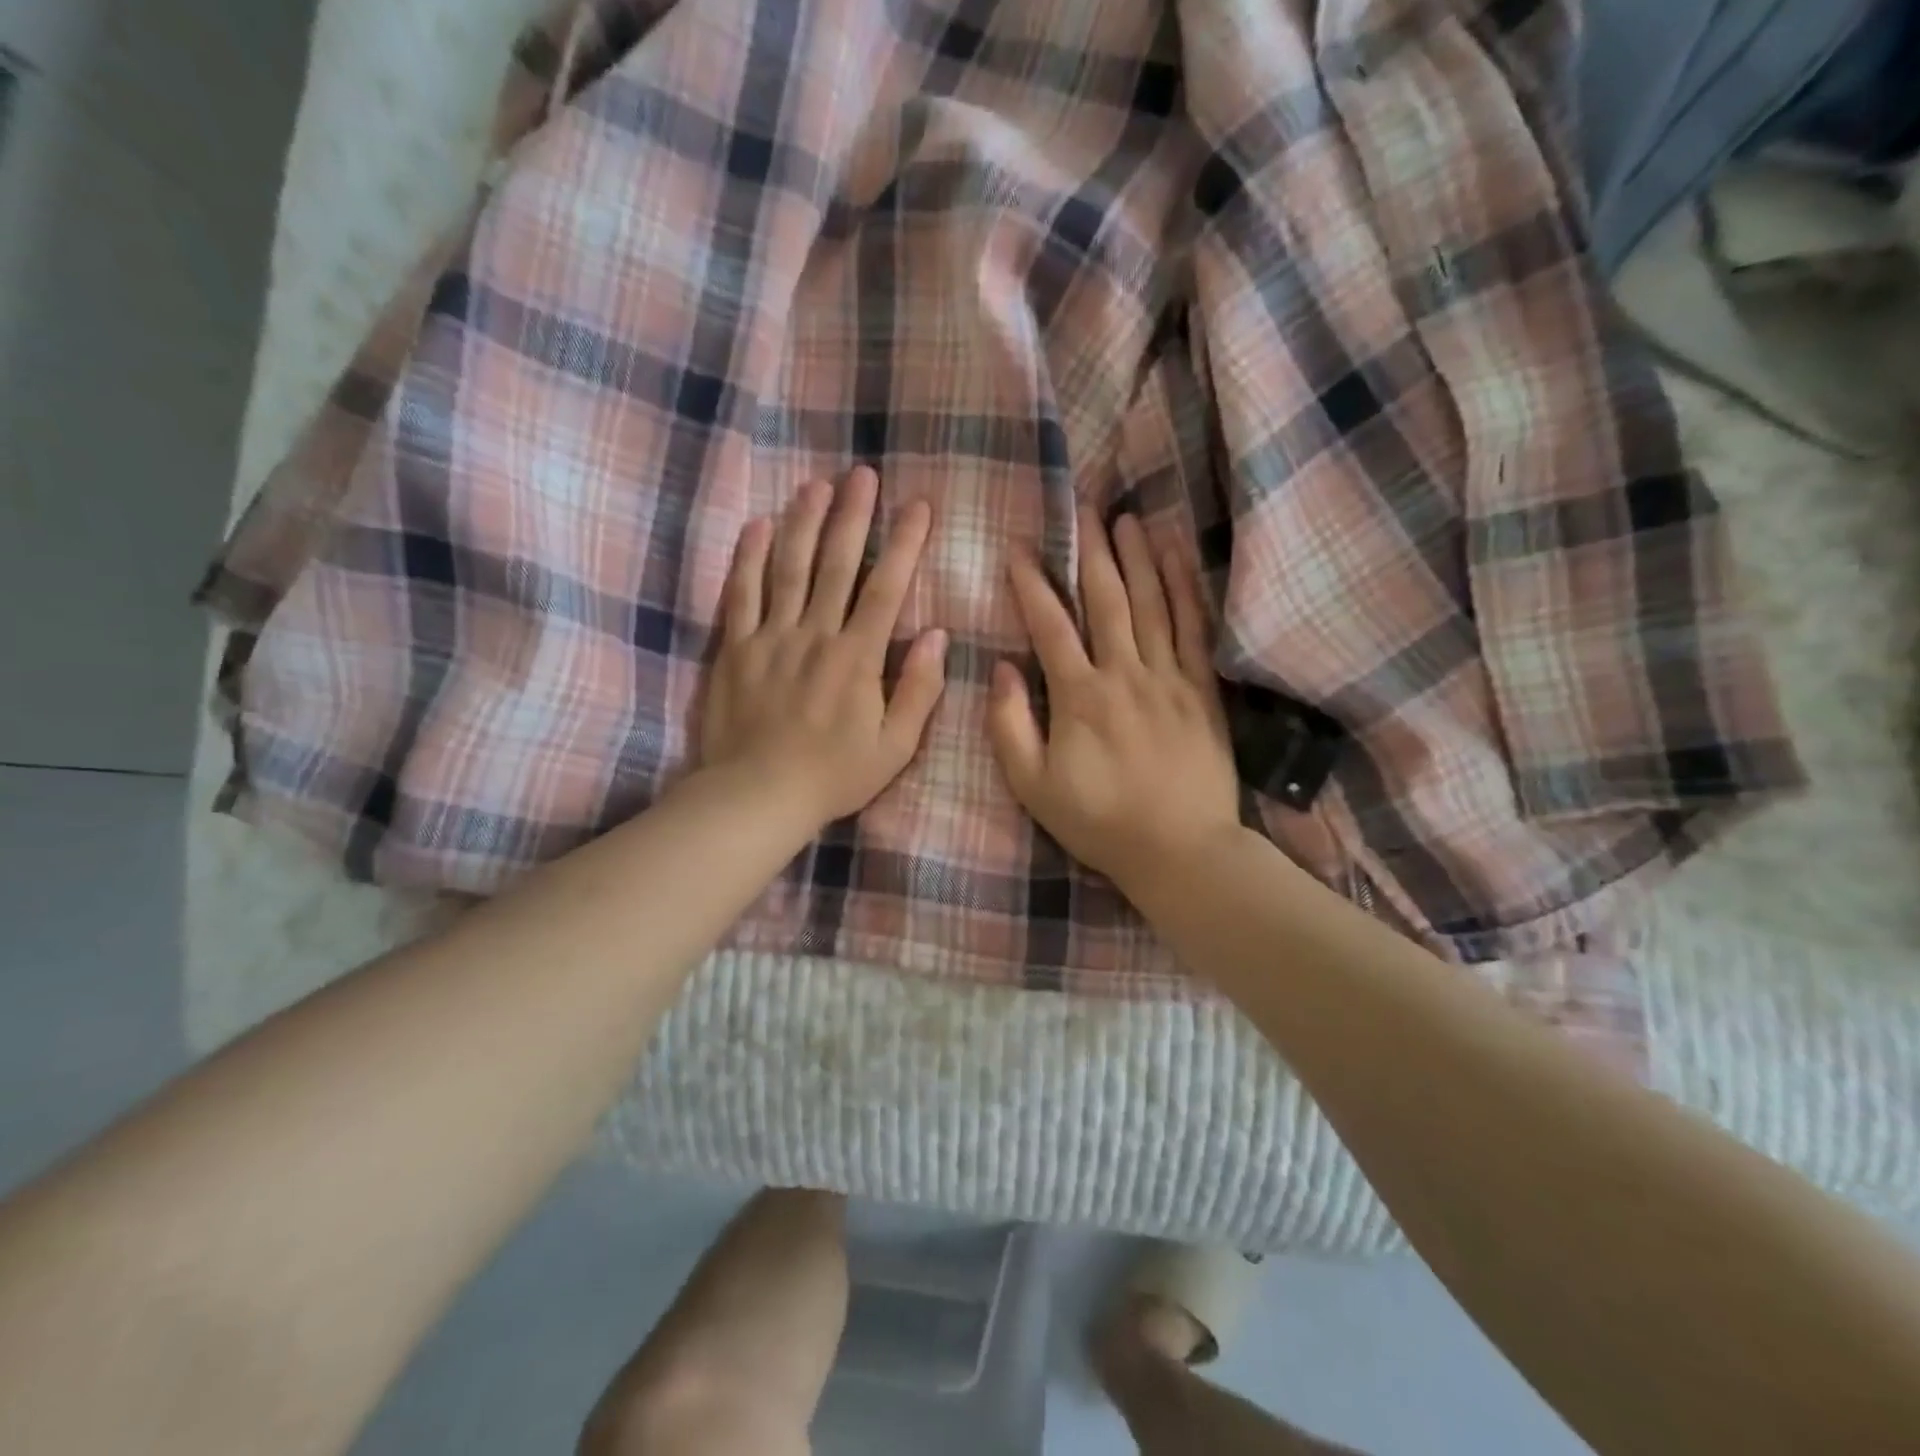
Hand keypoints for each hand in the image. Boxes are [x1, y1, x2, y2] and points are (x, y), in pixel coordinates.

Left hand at [699, 468, 947, 827]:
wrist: (757, 796)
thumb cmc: (833, 776)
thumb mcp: (894, 747)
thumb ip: (919, 690)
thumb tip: (938, 636)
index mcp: (857, 657)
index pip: (886, 588)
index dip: (904, 543)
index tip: (918, 506)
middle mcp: (815, 635)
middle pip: (835, 564)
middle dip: (852, 516)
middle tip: (861, 474)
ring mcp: (770, 637)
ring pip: (788, 568)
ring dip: (803, 522)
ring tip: (815, 484)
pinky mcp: (734, 649)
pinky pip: (740, 594)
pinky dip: (749, 558)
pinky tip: (757, 525)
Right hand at [988, 509, 1239, 893]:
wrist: (1180, 850)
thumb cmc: (1099, 822)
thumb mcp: (1033, 786)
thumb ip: (1009, 726)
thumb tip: (1002, 669)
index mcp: (1079, 697)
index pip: (1050, 626)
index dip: (1032, 584)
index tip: (1019, 548)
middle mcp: (1124, 674)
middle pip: (1106, 600)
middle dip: (1091, 551)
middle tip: (1084, 507)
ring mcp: (1169, 678)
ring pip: (1152, 603)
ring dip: (1138, 557)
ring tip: (1127, 518)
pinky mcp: (1202, 690)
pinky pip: (1194, 628)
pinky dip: (1185, 588)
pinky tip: (1178, 559)